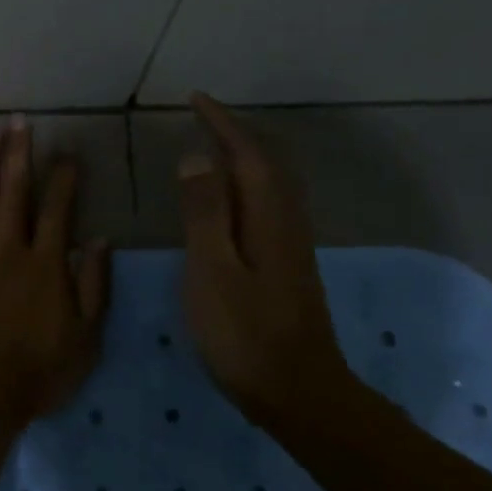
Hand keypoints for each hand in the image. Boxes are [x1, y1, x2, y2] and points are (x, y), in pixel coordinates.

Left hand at [0, 118, 110, 425]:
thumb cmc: (36, 373)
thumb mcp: (86, 337)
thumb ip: (95, 287)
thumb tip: (100, 241)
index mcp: (47, 263)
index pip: (59, 208)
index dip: (64, 176)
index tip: (67, 150)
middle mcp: (9, 248)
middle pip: (16, 192)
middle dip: (20, 153)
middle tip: (19, 120)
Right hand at [178, 93, 355, 435]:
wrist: (297, 391)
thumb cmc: (245, 335)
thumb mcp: (213, 272)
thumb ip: (205, 214)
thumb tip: (198, 157)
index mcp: (267, 218)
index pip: (247, 155)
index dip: (222, 124)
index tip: (195, 99)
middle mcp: (286, 223)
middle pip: (266, 164)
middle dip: (236, 134)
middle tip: (201, 118)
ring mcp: (290, 246)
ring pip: (270, 185)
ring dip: (243, 158)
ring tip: (210, 149)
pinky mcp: (286, 266)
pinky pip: (266, 206)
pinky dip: (246, 187)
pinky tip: (229, 203)